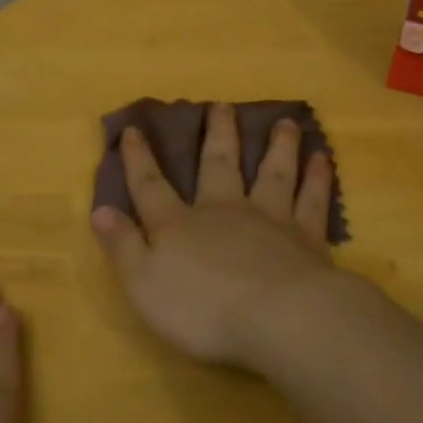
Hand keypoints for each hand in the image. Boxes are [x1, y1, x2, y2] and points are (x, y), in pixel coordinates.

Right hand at [91, 102, 346, 367]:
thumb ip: (123, 246)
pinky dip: (317, 178)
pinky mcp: (307, 237)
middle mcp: (225, 210)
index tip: (134, 129)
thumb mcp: (144, 284)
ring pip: (273, 172)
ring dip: (277, 146)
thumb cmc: (203, 309)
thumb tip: (100, 209)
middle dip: (218, 135)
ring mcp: (270, 219)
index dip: (139, 159)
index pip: (151, 186)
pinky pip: (312, 199)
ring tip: (284, 122)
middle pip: (219, 164)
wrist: (279, 318)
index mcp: (181, 225)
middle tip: (221, 105)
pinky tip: (322, 159)